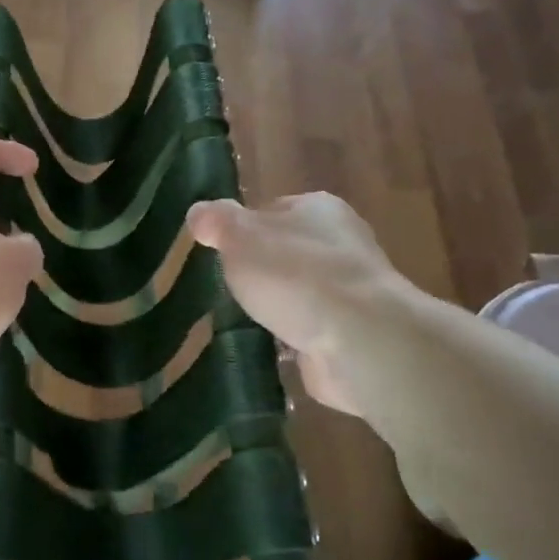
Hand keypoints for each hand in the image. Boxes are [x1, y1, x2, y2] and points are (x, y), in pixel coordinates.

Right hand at [186, 194, 403, 414]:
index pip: (272, 210)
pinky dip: (294, 339)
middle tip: (229, 289)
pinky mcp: (354, 333)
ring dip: (278, 307)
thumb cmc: (296, 275)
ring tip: (245, 321)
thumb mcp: (240, 236)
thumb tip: (198, 213)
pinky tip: (272, 349)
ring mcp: (351, 291)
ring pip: (301, 292)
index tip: (220, 253)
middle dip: (261, 270)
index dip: (243, 229)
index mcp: (319, 209)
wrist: (360, 341)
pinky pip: (313, 330)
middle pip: (288, 251)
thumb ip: (216, 221)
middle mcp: (341, 244)